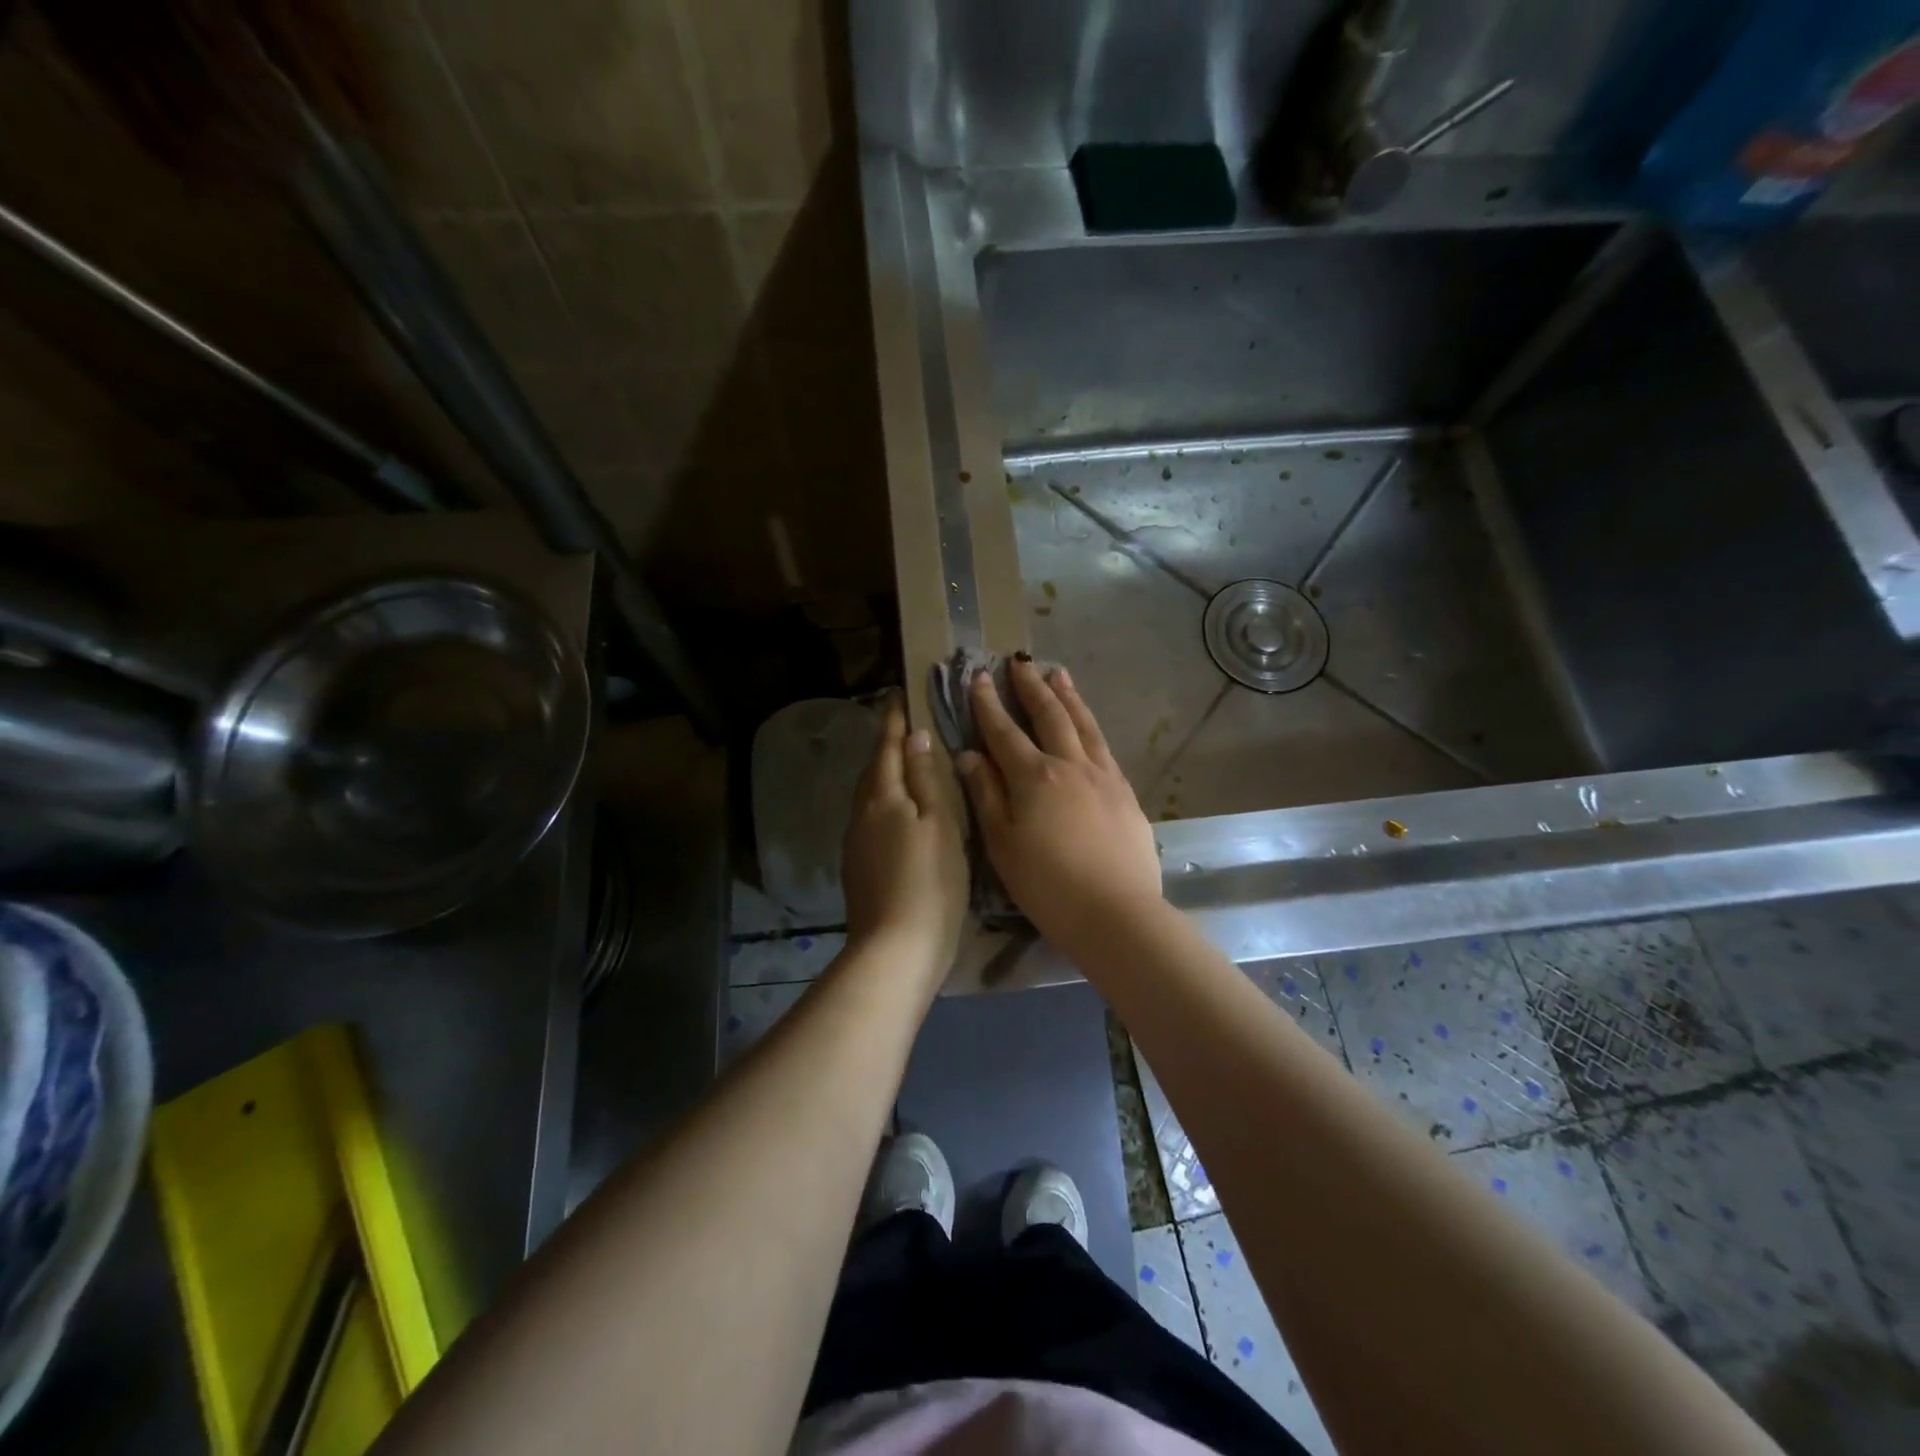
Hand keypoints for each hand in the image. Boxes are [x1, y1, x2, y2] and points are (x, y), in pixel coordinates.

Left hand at [841, 694, 968, 983]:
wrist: (894, 950)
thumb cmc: (930, 882)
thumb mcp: (940, 825)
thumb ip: (926, 779)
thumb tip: (915, 736)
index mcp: (882, 798)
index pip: (887, 747)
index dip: (893, 721)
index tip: (897, 694)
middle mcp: (861, 815)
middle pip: (873, 771)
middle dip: (885, 746)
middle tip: (903, 726)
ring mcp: (855, 845)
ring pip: (869, 798)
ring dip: (884, 776)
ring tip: (904, 766)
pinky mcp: (857, 870)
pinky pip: (870, 822)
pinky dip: (884, 806)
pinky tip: (899, 816)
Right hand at [956, 659, 1162, 954]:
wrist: (1116, 912)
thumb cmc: (1047, 885)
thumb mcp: (1002, 844)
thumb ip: (986, 795)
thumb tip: (969, 755)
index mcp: (1033, 776)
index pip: (1004, 731)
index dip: (988, 704)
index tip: (979, 677)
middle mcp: (1069, 764)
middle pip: (1048, 715)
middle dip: (1030, 687)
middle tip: (1019, 662)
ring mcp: (1102, 776)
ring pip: (1083, 724)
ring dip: (1067, 696)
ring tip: (1058, 673)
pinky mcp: (1125, 792)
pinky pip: (1104, 746)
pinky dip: (1091, 725)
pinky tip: (1088, 724)